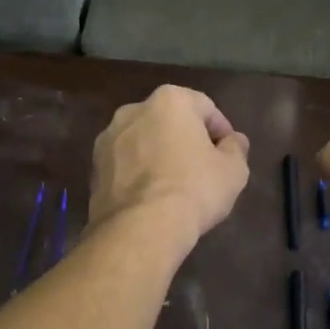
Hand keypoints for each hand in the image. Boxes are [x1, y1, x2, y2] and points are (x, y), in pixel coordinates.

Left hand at [90, 85, 251, 251]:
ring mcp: (107, 139)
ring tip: (175, 185)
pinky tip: (151, 198)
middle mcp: (133, 110)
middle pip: (169, 121)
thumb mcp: (233, 171)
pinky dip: (138, 174)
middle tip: (203, 168)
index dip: (221, 130)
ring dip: (158, 155)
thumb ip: (236, 149)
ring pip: (143, 142)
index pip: (205, 107)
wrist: (140, 227)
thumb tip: (233, 142)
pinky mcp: (94, 168)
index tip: (229, 154)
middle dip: (186, 140)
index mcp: (169, 101)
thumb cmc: (194, 189)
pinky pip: (125, 165)